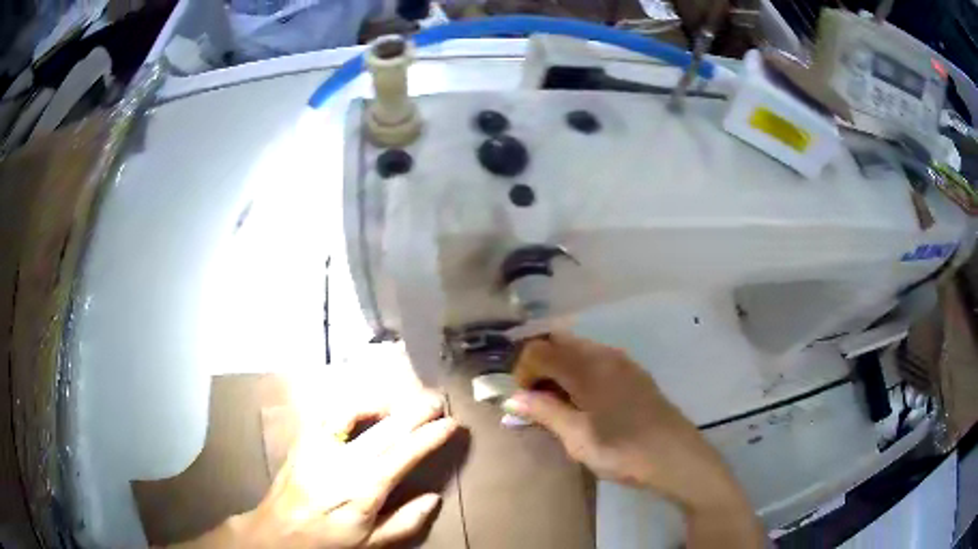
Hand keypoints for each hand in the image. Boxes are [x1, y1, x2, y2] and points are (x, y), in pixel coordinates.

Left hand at [179, 391, 457, 548]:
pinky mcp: (304, 440)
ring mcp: (319, 447)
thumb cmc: (329, 540)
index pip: (403, 455)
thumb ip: (405, 523)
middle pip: (385, 429)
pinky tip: (366, 407)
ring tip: (404, 401)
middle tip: (437, 400)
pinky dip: (353, 405)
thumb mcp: (371, 543)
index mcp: (362, 490)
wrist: (280, 531)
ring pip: (355, 413)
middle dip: (415, 412)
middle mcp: (342, 462)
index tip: (450, 425)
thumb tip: (434, 498)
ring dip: (384, 402)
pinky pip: (330, 413)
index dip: (429, 437)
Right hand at [504, 333, 762, 546]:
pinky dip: (580, 372)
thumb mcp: (578, 438)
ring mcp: (623, 361)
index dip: (523, 371)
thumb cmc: (624, 450)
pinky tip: (584, 401)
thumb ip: (545, 412)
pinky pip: (597, 359)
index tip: (522, 400)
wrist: (676, 457)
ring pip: (578, 350)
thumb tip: (513, 398)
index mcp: (587, 367)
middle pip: (559, 342)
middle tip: (535, 400)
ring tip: (558, 404)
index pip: (540, 350)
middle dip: (540, 365)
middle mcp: (604, 354)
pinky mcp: (634, 373)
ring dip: (560, 369)